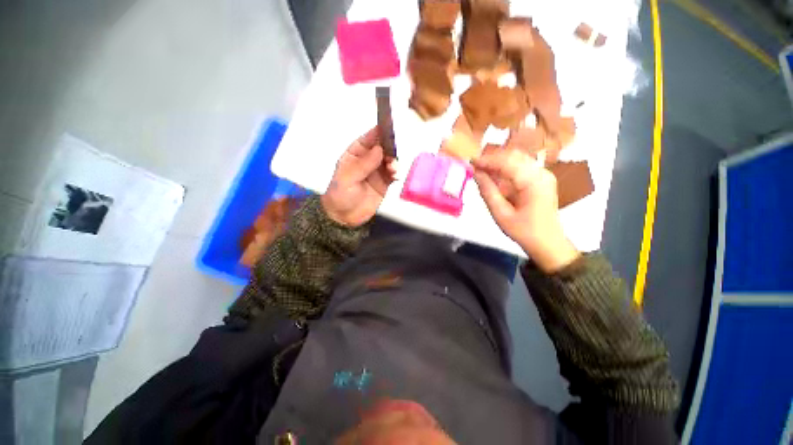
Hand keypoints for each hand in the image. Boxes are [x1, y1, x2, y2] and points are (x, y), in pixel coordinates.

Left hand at [321, 127, 395, 226]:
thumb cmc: (340, 195)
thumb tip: (379, 149)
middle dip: (389, 149)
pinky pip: (393, 174)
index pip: (367, 139)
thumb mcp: (347, 178)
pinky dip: (396, 173)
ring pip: (390, 161)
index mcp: (354, 154)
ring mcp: (377, 172)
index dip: (377, 133)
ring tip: (393, 169)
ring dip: (394, 162)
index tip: (388, 128)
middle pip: (382, 148)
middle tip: (392, 156)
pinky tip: (395, 176)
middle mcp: (367, 160)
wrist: (344, 217)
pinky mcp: (384, 183)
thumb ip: (363, 164)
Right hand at [472, 149, 579, 272]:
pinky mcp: (541, 179)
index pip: (507, 162)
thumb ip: (488, 191)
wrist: (547, 242)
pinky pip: (521, 166)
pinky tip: (495, 175)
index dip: (487, 160)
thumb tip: (476, 173)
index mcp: (533, 182)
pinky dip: (506, 168)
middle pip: (514, 156)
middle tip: (475, 166)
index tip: (471, 162)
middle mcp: (541, 173)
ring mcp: (543, 175)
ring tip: (482, 170)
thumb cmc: (524, 231)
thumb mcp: (501, 214)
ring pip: (517, 159)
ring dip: (498, 163)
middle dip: (492, 159)